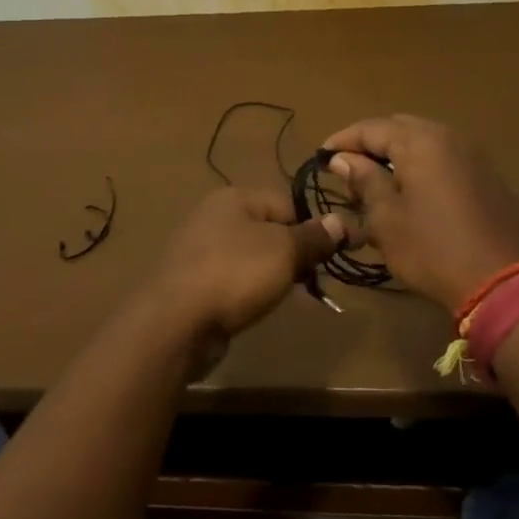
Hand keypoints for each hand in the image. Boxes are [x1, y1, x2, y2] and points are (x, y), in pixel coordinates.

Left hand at [146, 187, 347, 340]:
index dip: (313, 227)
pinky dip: (250, 290)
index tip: (332, 255)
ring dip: (274, 274)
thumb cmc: (236, 273)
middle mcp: (215, 216)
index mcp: (235, 197)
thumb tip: (341, 221)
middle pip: (270, 229)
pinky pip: (234, 278)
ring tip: (289, 296)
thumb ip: (314, 236)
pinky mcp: (194, 281)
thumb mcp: (285, 250)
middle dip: (295, 253)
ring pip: (252, 256)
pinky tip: (258, 306)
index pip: (288, 203)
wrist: (178, 321)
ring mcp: (201, 249)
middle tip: (313, 279)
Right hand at [322, 115, 518, 313]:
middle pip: (399, 128)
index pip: (371, 128)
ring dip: (396, 155)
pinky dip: (421, 166)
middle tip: (348, 169)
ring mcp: (473, 155)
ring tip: (376, 182)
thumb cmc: (434, 249)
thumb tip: (343, 159)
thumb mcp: (387, 218)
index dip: (342, 140)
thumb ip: (364, 181)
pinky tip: (410, 192)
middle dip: (370, 144)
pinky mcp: (487, 177)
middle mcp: (449, 137)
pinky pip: (444, 159)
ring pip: (424, 142)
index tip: (321, 158)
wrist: (506, 283)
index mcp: (421, 141)